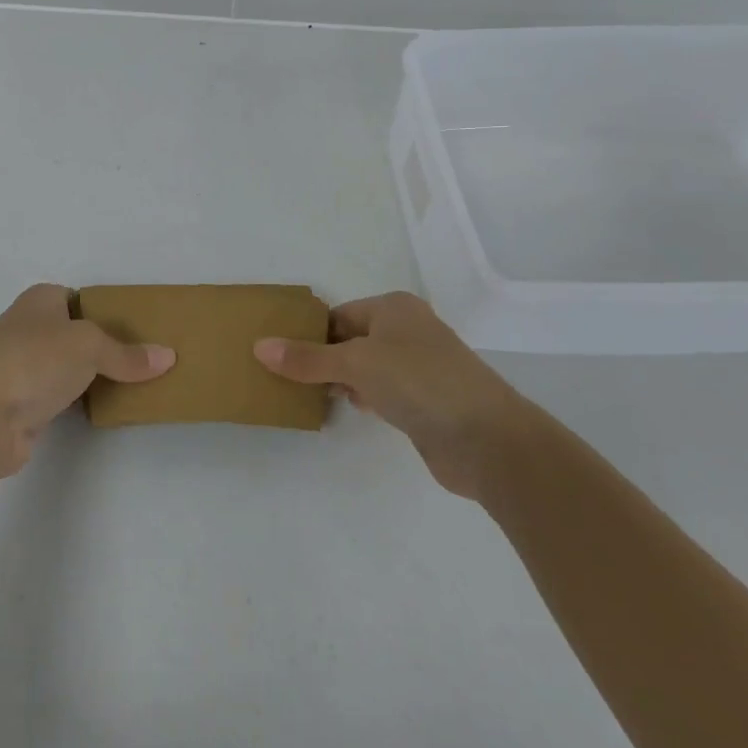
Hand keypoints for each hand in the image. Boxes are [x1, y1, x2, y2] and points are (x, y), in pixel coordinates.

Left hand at [0, 284, 175, 478]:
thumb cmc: (33, 361)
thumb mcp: (89, 346)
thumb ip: (127, 353)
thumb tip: (168, 357)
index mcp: (39, 300)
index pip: (80, 298)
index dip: (108, 310)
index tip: (141, 328)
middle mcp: (28, 327)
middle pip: (76, 333)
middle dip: (106, 345)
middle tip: (145, 358)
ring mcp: (21, 367)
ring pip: (68, 366)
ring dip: (93, 376)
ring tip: (136, 384)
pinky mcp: (21, 404)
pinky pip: (61, 396)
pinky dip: (80, 401)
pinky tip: (106, 409)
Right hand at [254, 291, 528, 499]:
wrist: (488, 439)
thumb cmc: (419, 382)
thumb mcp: (356, 364)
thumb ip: (307, 358)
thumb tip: (259, 347)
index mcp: (393, 308)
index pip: (338, 315)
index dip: (310, 334)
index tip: (280, 357)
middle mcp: (407, 330)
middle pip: (351, 339)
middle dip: (323, 359)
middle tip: (288, 380)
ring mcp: (420, 366)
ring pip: (367, 367)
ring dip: (343, 381)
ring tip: (311, 396)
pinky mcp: (427, 399)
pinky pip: (384, 391)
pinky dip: (365, 398)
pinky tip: (351, 410)